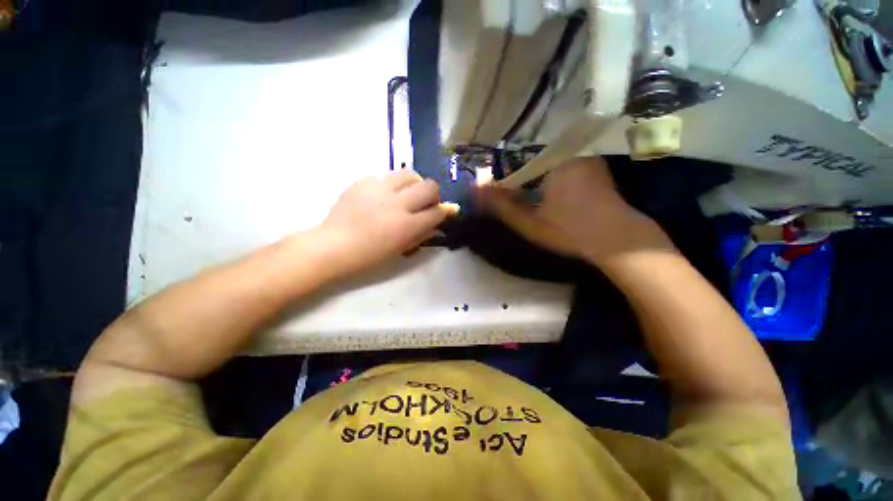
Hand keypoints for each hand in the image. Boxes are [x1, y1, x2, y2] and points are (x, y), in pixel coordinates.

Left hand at [317, 170, 456, 274]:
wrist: (333, 246)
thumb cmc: (369, 256)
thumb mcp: (400, 250)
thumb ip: (421, 235)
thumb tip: (436, 225)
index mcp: (407, 225)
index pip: (437, 211)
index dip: (444, 211)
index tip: (443, 212)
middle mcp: (397, 203)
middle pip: (429, 186)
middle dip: (433, 194)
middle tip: (425, 202)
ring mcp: (379, 189)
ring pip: (409, 174)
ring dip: (413, 184)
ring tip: (406, 194)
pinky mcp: (363, 181)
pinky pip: (385, 177)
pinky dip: (390, 185)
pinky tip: (382, 197)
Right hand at [477, 156, 673, 268]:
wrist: (618, 239)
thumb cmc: (570, 230)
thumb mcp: (530, 222)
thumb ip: (501, 205)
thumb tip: (475, 189)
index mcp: (553, 159)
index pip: (515, 152)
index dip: (500, 165)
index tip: (492, 178)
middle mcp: (570, 150)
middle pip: (531, 151)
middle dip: (515, 165)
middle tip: (503, 180)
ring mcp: (584, 156)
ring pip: (547, 155)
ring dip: (531, 166)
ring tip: (518, 180)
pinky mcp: (592, 165)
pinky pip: (561, 160)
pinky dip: (547, 169)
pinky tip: (542, 183)